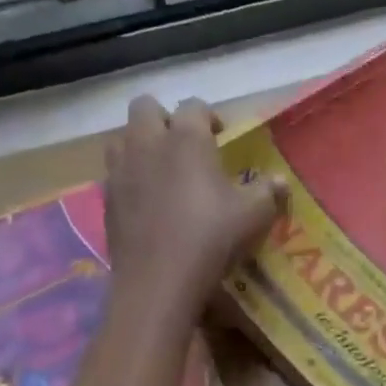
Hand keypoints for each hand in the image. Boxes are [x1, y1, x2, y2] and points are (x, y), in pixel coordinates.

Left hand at [104, 95, 285, 318]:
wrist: (158, 279)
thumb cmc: (211, 237)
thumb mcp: (253, 215)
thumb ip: (267, 191)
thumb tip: (279, 180)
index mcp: (186, 138)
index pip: (193, 106)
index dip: (208, 116)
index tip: (219, 135)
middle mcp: (148, 143)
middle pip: (145, 108)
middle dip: (164, 118)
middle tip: (183, 144)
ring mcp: (121, 170)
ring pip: (121, 137)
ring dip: (139, 143)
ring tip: (159, 167)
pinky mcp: (106, 198)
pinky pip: (113, 173)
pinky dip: (128, 177)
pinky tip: (145, 199)